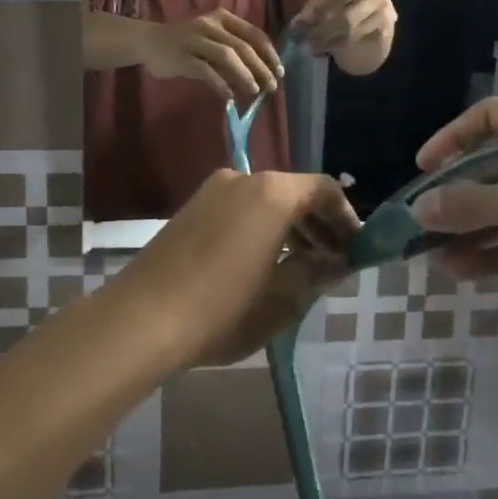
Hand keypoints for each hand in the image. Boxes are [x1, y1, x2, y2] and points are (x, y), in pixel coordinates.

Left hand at [112, 169, 360, 369]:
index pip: (324, 189)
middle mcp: (243, 178)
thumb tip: (339, 261)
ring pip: (266, 200)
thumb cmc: (223, 309)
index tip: (357, 248)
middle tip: (334, 261)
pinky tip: (264, 264)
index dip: (347, 217)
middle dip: (319, 224)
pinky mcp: (191, 208)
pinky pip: (241, 208)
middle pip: (295, 191)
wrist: (140, 320)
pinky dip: (262, 227)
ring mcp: (213, 191)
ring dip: (290, 227)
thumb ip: (316, 272)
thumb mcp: (282, 298)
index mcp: (273, 193)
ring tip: (302, 268)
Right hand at [137, 10, 283, 103]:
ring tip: (255, 90)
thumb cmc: (187, 43)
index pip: (254, 34)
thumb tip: (260, 76)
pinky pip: (205, 70)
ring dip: (244, 74)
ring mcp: (195, 39)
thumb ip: (233, 54)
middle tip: (272, 86)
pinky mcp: (182, 56)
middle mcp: (210, 25)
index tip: (280, 71)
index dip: (269, 53)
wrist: (149, 41)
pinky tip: (230, 96)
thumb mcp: (212, 42)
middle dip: (261, 67)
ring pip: (227, 55)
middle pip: (243, 46)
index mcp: (223, 18)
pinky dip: (220, 83)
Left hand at [292, 0, 394, 57]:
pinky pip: (356, 42)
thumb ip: (316, 5)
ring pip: (349, 32)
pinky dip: (335, 46)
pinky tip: (322, 49)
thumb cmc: (346, 4)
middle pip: (345, 15)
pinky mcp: (385, 33)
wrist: (375, 21)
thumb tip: (297, 24)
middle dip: (320, 29)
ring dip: (324, 41)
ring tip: (307, 46)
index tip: (298, 22)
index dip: (319, 7)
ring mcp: (384, 14)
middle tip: (300, 39)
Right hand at [409, 98, 497, 307]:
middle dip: (460, 198)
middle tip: (425, 224)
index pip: (490, 117)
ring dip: (475, 232)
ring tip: (435, 259)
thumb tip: (421, 208)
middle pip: (497, 167)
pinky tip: (466, 272)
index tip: (423, 170)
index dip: (452, 139)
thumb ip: (474, 204)